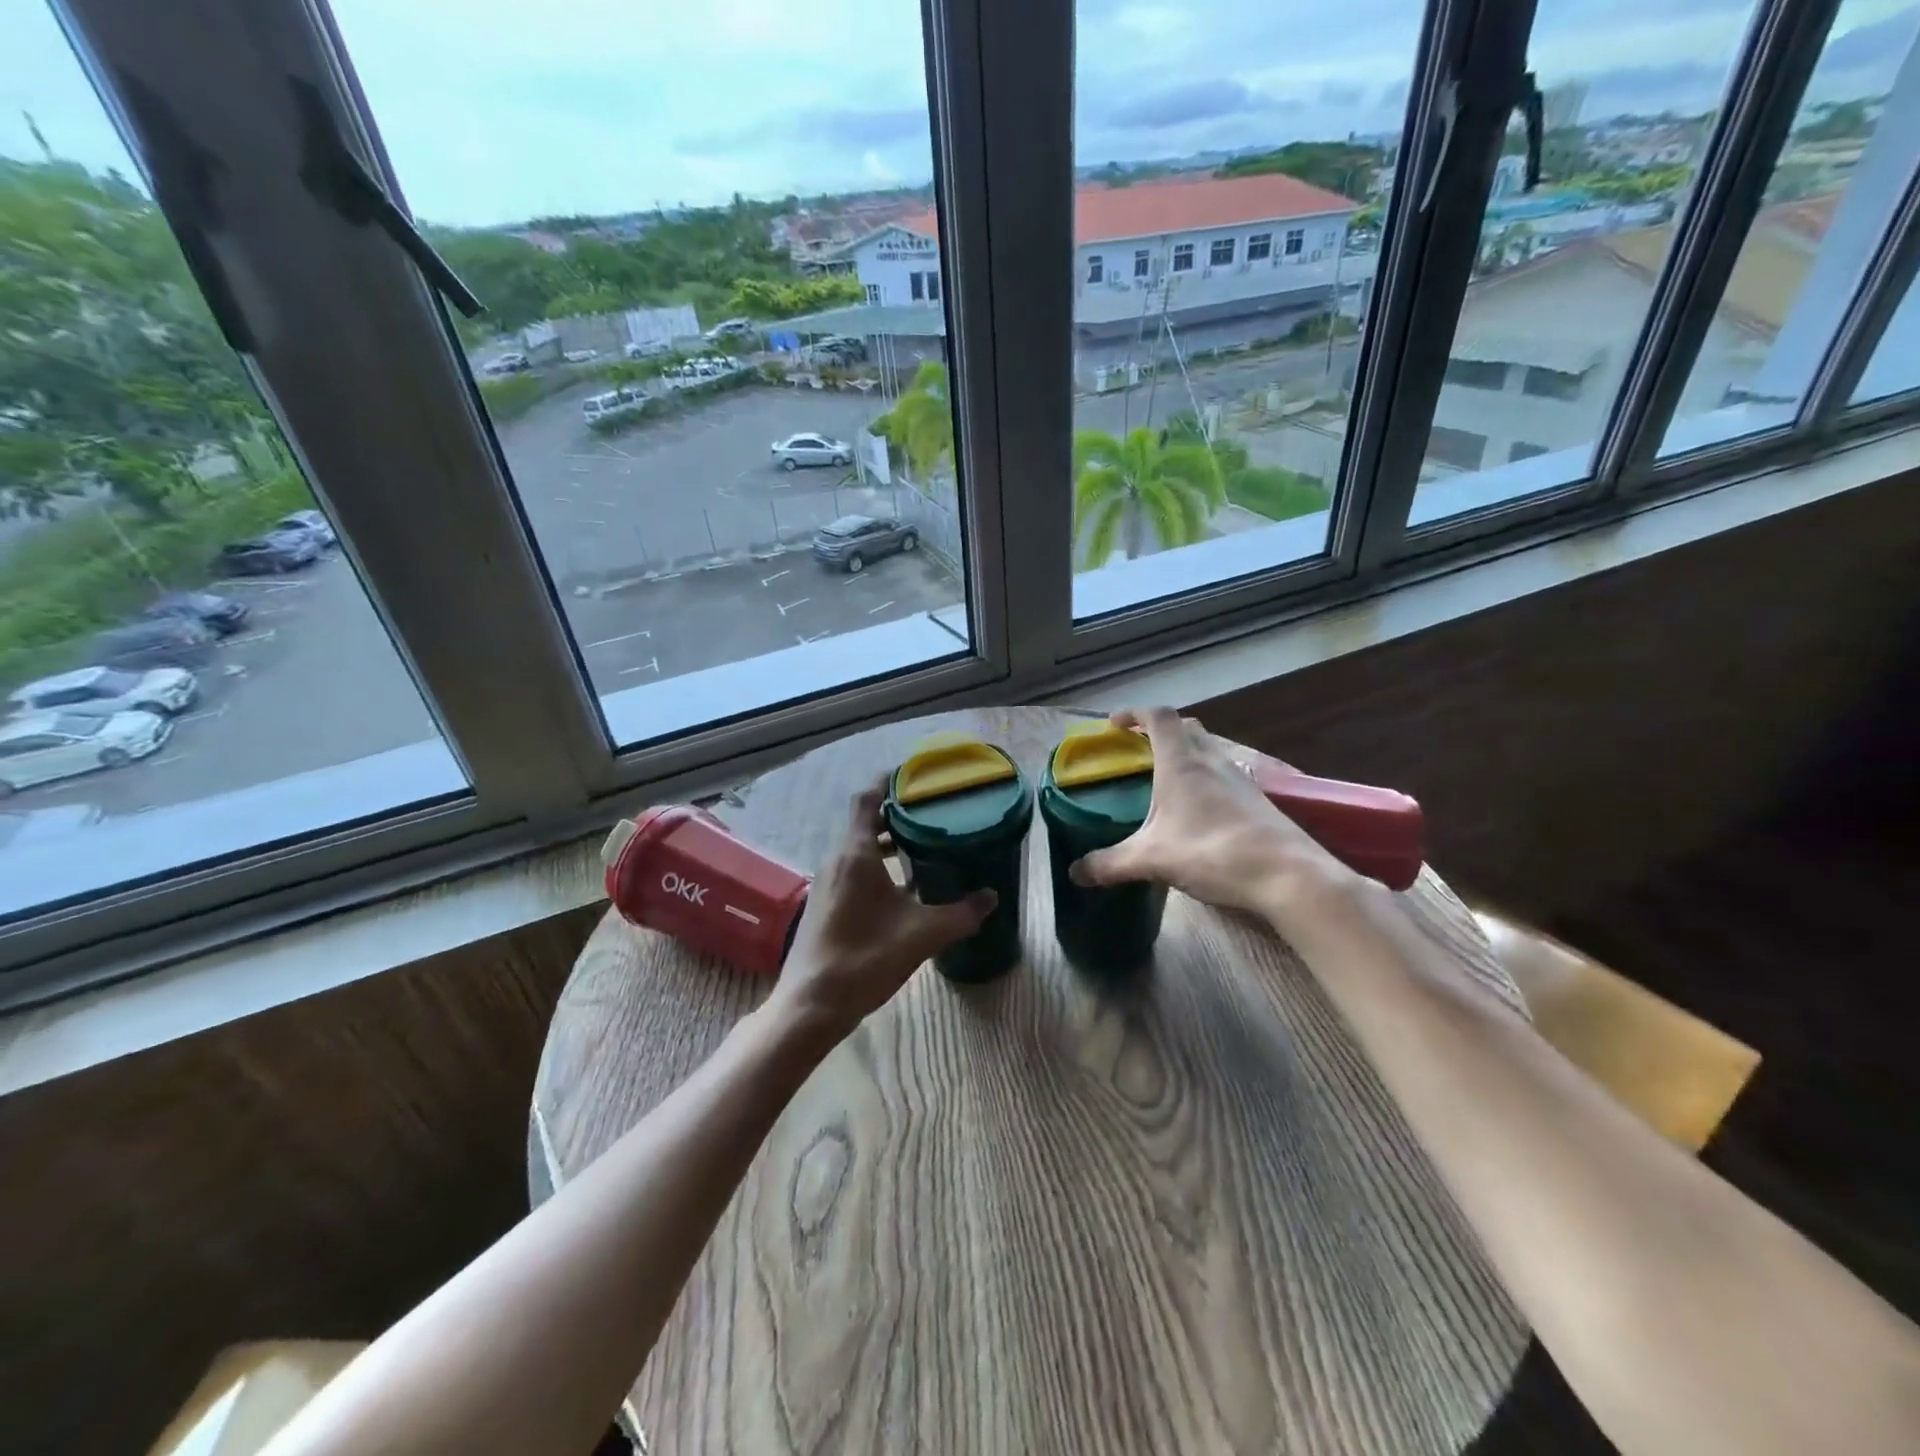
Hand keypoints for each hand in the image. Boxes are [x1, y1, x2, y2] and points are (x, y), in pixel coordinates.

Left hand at [767, 779, 995, 1041]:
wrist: (812, 1004)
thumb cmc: (865, 958)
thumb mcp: (921, 934)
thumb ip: (960, 913)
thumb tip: (993, 896)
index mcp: (856, 854)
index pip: (867, 800)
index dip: (887, 782)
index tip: (913, 776)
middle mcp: (837, 860)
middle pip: (865, 823)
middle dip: (896, 815)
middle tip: (932, 813)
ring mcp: (827, 883)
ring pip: (859, 849)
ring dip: (887, 843)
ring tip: (923, 847)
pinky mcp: (824, 904)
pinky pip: (853, 871)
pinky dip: (877, 867)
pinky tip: (903, 890)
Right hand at [1070, 707, 1350, 914]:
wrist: (1286, 875)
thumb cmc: (1212, 853)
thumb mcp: (1151, 860)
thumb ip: (1110, 864)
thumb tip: (1075, 873)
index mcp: (1182, 763)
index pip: (1158, 717)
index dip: (1134, 713)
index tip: (1114, 725)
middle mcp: (1212, 761)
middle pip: (1187, 727)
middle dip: (1161, 731)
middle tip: (1140, 752)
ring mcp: (1240, 778)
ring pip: (1210, 750)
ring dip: (1187, 754)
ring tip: (1167, 783)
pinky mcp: (1258, 800)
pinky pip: (1226, 774)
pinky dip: (1207, 779)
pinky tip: (1200, 812)